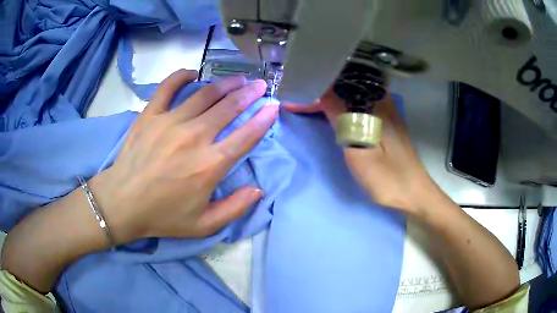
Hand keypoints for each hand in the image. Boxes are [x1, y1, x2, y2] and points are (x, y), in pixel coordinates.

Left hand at [93, 70, 277, 242]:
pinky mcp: (150, 115)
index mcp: (210, 165)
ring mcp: (170, 122)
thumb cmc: (162, 216)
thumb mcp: (204, 225)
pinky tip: (193, 74)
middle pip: (228, 108)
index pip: (245, 136)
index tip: (274, 107)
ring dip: (226, 84)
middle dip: (249, 94)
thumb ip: (235, 208)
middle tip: (260, 85)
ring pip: (205, 94)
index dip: (263, 119)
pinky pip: (168, 87)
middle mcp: (194, 137)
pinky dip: (182, 76)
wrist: (122, 203)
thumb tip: (258, 190)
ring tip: (238, 79)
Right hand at [282, 90, 434, 214]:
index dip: (314, 91)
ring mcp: (386, 109)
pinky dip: (343, 103)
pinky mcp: (386, 119)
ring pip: (353, 92)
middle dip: (320, 89)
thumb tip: (322, 93)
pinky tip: (334, 109)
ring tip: (309, 100)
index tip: (294, 99)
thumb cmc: (387, 178)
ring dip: (331, 95)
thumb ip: (342, 120)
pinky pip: (360, 102)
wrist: (414, 193)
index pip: (338, 87)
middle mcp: (382, 100)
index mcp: (375, 105)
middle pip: (346, 84)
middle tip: (298, 97)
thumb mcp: (359, 151)